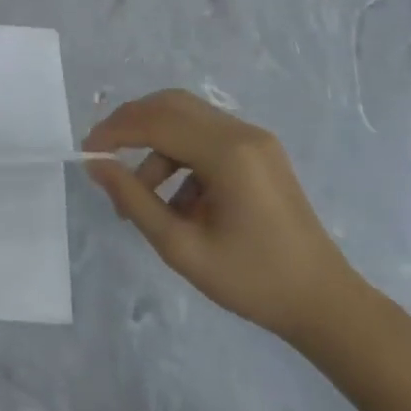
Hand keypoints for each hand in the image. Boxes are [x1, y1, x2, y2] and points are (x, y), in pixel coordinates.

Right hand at [83, 90, 358, 340]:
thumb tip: (95, 164)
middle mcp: (242, 132)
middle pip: (171, 106)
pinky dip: (179, 157)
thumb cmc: (252, 281)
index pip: (156, 121)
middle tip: (103, 156)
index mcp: (227, 152)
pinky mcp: (259, 152)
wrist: (325, 304)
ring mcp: (254, 140)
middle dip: (130, 125)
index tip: (86, 151)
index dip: (114, 130)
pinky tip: (175, 202)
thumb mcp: (181, 247)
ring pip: (187, 120)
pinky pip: (206, 138)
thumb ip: (134, 199)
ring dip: (154, 147)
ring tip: (138, 197)